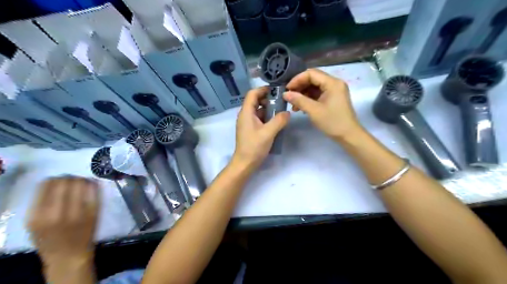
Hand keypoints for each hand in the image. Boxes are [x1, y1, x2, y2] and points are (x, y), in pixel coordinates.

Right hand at [28, 176, 100, 265]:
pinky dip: (93, 184)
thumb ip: (41, 204)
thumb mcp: (35, 224)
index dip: (54, 179)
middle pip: (65, 182)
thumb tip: (53, 181)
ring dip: (82, 179)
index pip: (47, 185)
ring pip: (81, 183)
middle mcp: (57, 212)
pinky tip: (92, 184)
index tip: (58, 180)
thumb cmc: (50, 239)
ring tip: (82, 181)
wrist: (70, 255)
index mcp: (38, 215)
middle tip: (72, 180)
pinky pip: (94, 190)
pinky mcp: (95, 211)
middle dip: (69, 178)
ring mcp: (78, 211)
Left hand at [233, 87, 288, 169]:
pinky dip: (267, 117)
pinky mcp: (250, 130)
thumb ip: (279, 120)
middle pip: (255, 101)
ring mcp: (247, 123)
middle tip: (281, 102)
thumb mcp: (268, 132)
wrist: (245, 163)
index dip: (263, 89)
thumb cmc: (254, 147)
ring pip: (258, 110)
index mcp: (246, 112)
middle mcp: (245, 115)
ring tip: (281, 111)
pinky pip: (259, 119)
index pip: (252, 93)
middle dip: (268, 99)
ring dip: (269, 109)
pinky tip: (276, 122)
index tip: (276, 91)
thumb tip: (287, 113)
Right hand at [284, 68, 361, 142]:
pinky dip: (308, 99)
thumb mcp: (314, 111)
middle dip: (299, 87)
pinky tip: (301, 108)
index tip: (287, 89)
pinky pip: (318, 94)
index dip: (297, 79)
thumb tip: (285, 94)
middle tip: (289, 97)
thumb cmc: (332, 122)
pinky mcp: (332, 98)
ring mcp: (334, 91)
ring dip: (302, 94)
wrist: (348, 135)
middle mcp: (334, 83)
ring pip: (314, 87)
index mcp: (332, 83)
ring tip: (293, 106)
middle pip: (313, 79)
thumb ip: (299, 100)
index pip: (311, 73)